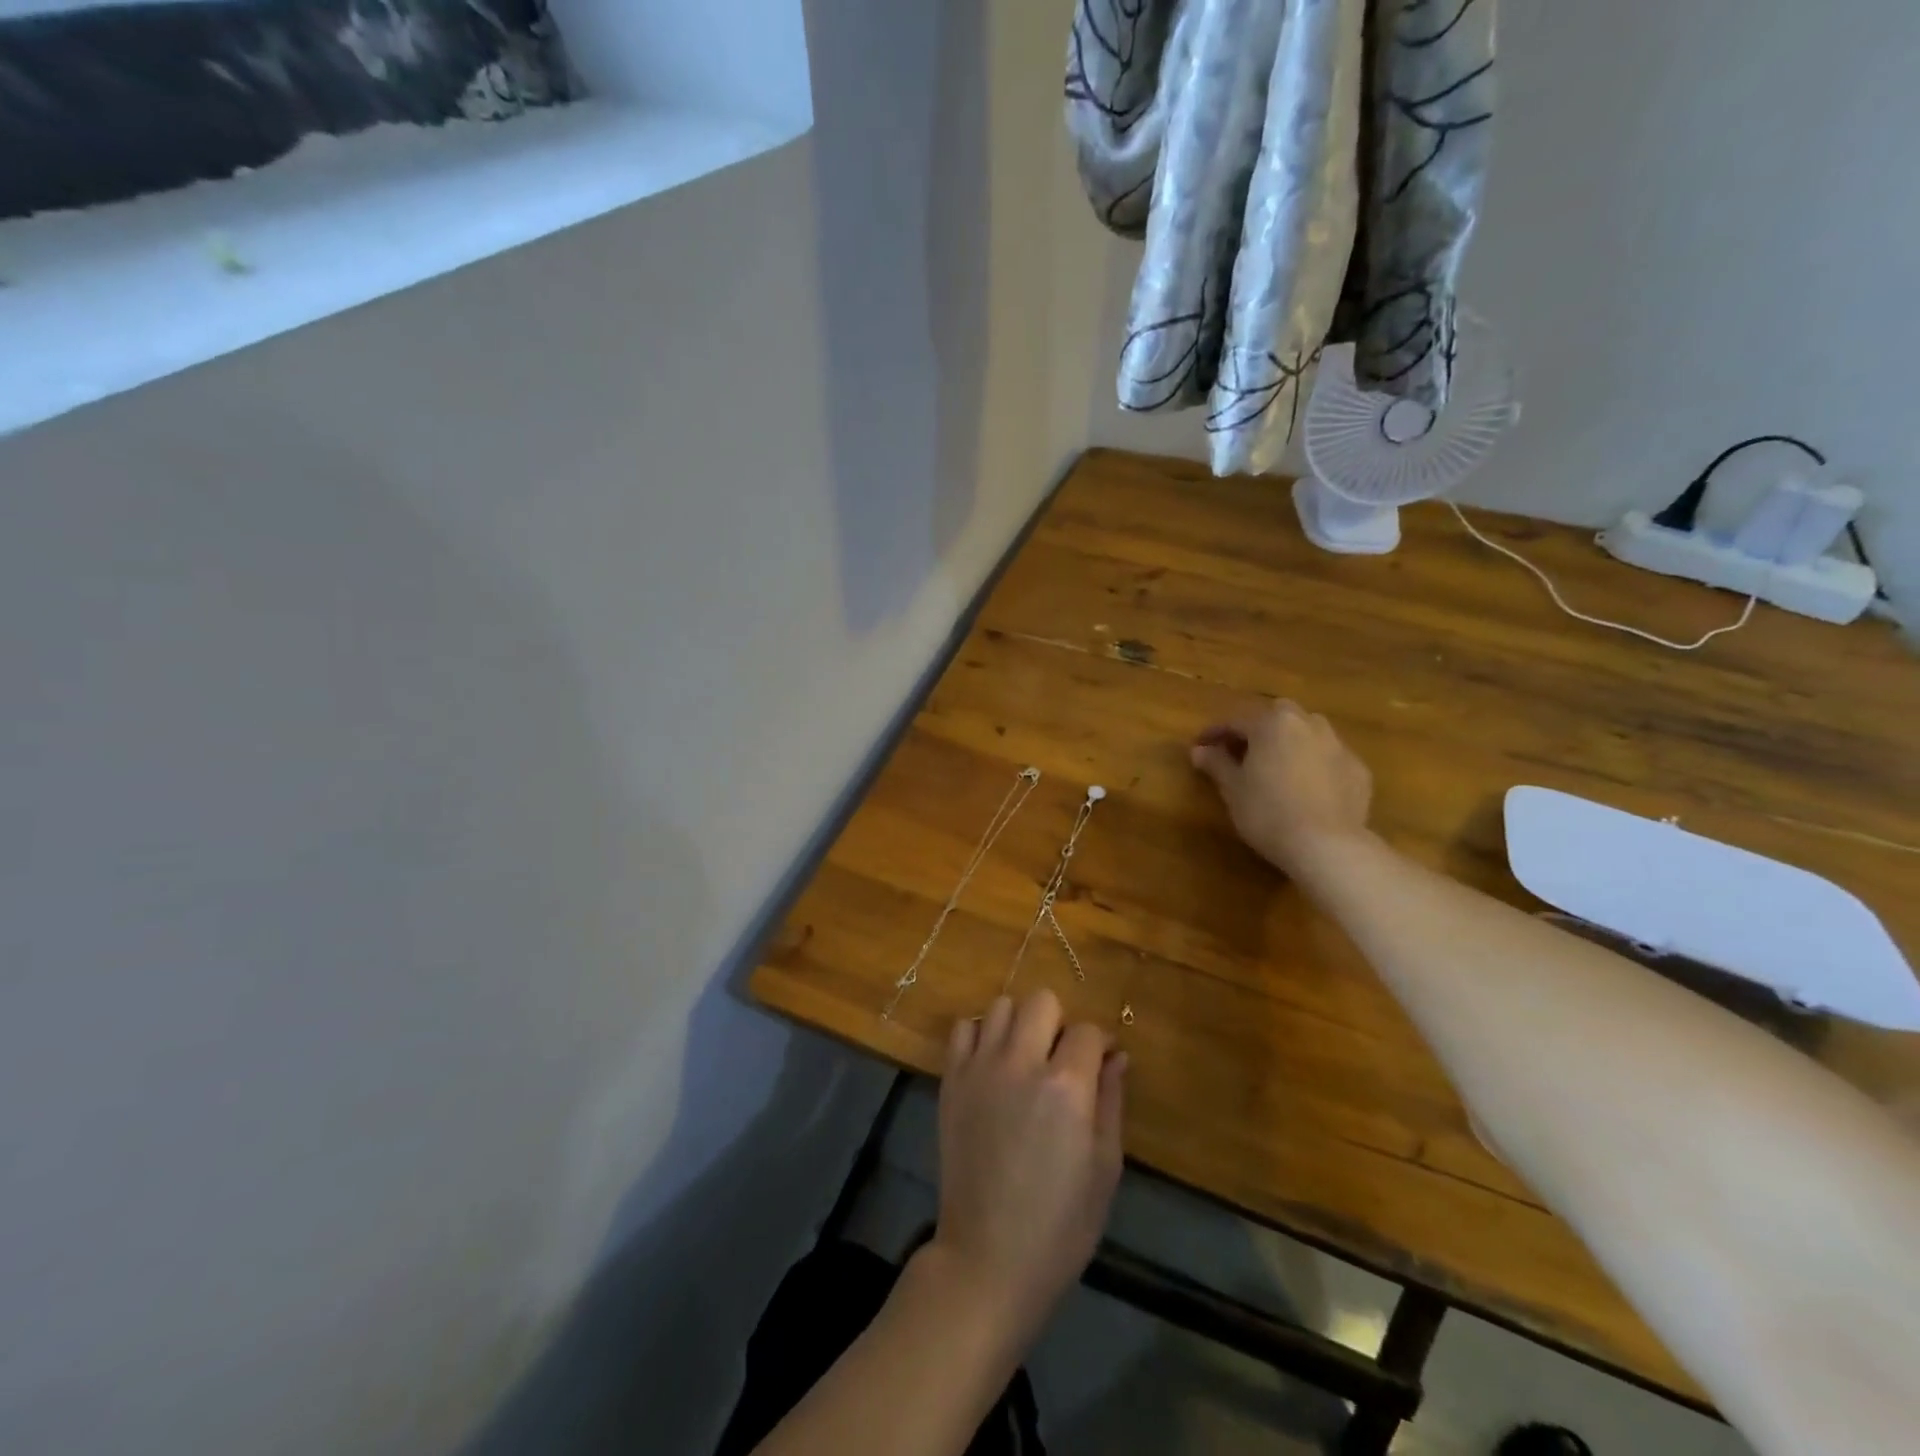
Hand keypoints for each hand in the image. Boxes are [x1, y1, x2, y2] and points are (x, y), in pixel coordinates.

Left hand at [928, 991, 1125, 1345]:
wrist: (988, 1256)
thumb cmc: (1060, 1223)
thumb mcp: (1105, 1167)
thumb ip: (1111, 1100)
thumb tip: (1117, 1056)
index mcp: (1066, 1086)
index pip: (1088, 1030)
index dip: (1100, 1044)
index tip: (1102, 1063)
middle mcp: (1021, 1062)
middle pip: (1042, 1001)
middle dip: (1059, 1023)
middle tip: (1061, 1060)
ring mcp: (980, 1067)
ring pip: (1001, 1006)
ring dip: (1020, 1024)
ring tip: (1025, 1059)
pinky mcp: (951, 1079)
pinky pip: (964, 1028)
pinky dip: (980, 1034)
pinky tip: (992, 1064)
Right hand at [1190, 700, 1372, 876]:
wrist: (1327, 845)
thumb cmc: (1268, 812)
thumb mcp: (1233, 789)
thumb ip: (1216, 764)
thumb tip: (1199, 751)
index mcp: (1273, 723)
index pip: (1236, 721)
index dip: (1215, 733)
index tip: (1200, 747)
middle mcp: (1308, 724)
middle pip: (1278, 716)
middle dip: (1258, 729)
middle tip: (1242, 752)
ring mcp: (1338, 745)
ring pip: (1308, 733)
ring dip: (1290, 742)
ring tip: (1277, 766)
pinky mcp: (1358, 770)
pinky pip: (1329, 758)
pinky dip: (1315, 764)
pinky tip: (1307, 788)